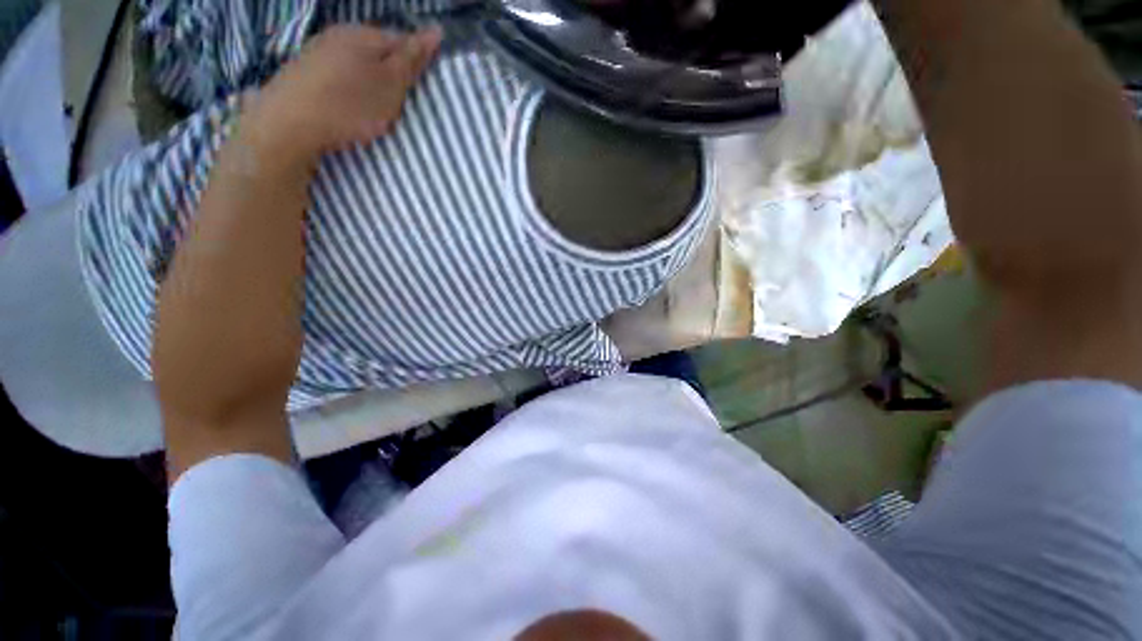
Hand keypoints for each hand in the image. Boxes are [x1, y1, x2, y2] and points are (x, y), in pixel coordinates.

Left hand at [246, 25, 441, 158]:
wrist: (276, 135)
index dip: (407, 66)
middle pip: (366, 54)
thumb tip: (436, 30)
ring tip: (346, 117)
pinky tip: (320, 117)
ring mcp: (303, 58)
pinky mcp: (283, 84)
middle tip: (377, 108)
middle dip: (375, 75)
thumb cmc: (342, 107)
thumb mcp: (390, 87)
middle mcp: (332, 37)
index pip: (398, 41)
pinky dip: (322, 98)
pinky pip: (314, 86)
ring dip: (347, 87)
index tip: (403, 93)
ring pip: (339, 69)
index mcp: (362, 33)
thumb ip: (413, 59)